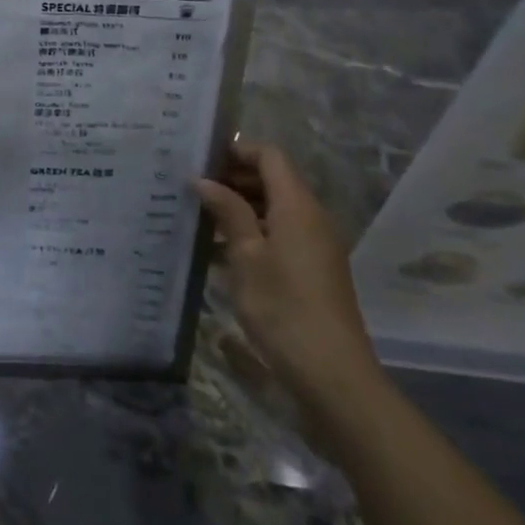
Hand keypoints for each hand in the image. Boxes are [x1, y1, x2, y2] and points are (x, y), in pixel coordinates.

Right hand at [196, 143, 378, 405]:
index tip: (200, 158)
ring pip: (275, 207)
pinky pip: (281, 232)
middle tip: (193, 186)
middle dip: (234, 177)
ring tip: (200, 215)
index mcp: (298, 206)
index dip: (237, 150)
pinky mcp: (313, 268)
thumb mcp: (246, 256)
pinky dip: (253, 230)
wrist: (332, 373)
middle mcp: (312, 217)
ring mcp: (316, 244)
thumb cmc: (283, 307)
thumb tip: (203, 179)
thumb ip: (227, 211)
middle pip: (274, 179)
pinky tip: (220, 249)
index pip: (270, 156)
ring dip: (240, 205)